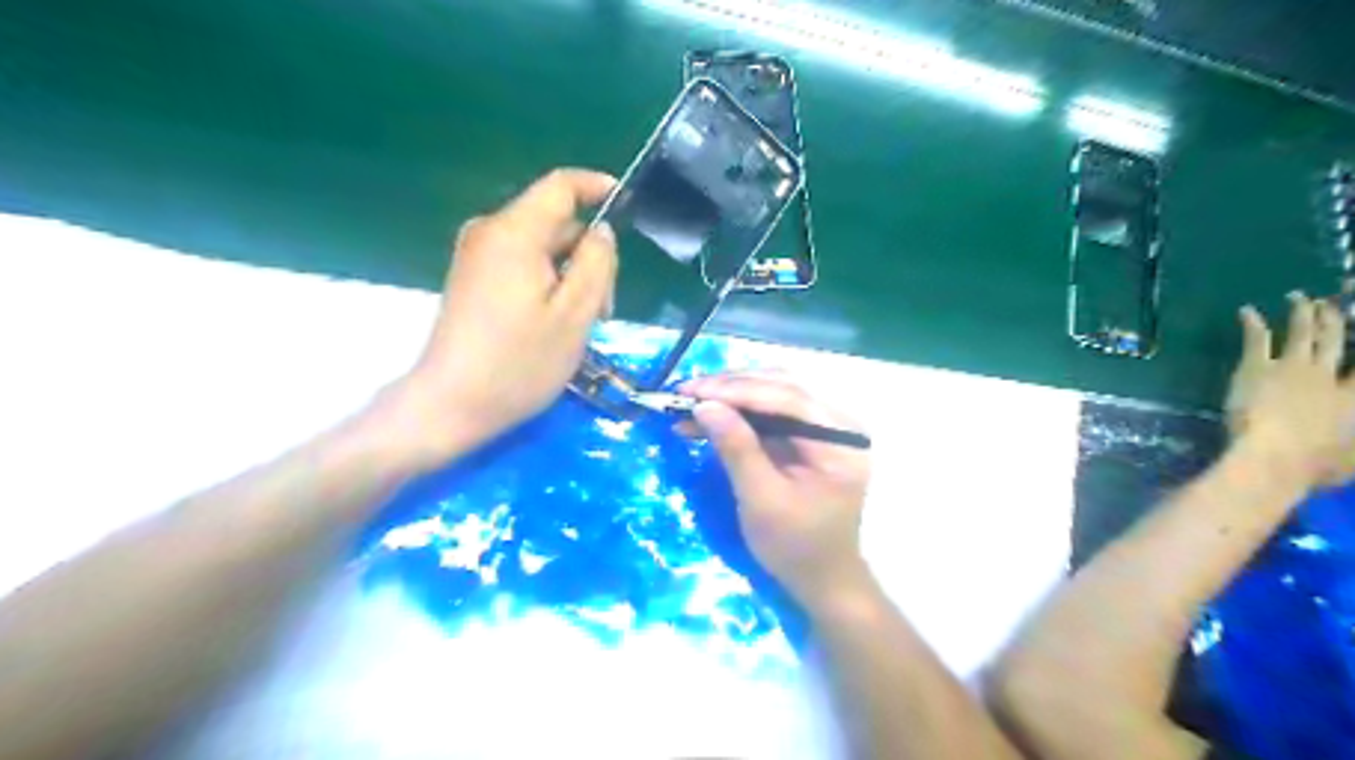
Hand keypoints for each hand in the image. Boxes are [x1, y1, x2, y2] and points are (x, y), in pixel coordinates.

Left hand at [385, 165, 617, 463]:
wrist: (451, 405)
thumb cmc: (519, 363)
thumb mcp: (575, 314)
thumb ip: (596, 263)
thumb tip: (601, 231)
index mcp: (514, 233)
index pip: (561, 185)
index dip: (597, 187)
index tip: (628, 206)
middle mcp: (490, 233)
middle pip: (555, 223)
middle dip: (588, 256)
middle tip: (605, 308)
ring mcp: (477, 257)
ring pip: (542, 249)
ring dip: (571, 277)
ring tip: (583, 325)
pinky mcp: (473, 281)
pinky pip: (522, 266)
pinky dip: (548, 286)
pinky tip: (556, 325)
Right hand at [684, 373, 874, 612]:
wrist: (822, 580)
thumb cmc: (796, 546)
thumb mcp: (762, 500)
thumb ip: (737, 448)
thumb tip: (705, 405)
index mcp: (841, 439)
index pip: (787, 398)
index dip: (737, 390)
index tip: (693, 390)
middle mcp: (838, 423)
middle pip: (781, 387)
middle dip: (731, 388)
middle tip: (686, 392)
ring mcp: (823, 428)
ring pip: (773, 395)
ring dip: (731, 397)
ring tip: (690, 402)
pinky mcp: (806, 438)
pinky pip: (770, 413)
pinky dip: (737, 414)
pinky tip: (706, 418)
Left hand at [1229, 290, 1354, 487]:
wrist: (1275, 454)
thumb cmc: (1314, 466)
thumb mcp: (1351, 462)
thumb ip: (1352, 449)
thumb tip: (1351, 448)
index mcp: (1354, 398)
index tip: (1352, 332)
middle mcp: (1328, 376)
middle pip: (1335, 341)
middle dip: (1333, 320)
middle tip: (1330, 304)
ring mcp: (1292, 368)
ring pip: (1301, 333)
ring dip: (1301, 313)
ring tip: (1299, 297)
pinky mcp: (1257, 367)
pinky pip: (1256, 340)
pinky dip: (1252, 324)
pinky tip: (1247, 311)